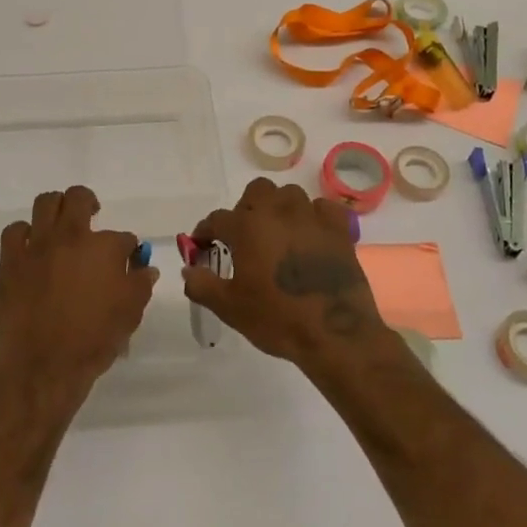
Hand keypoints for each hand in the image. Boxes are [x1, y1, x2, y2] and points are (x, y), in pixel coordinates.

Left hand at [0, 185, 155, 412]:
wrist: (42, 364)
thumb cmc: (92, 340)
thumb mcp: (130, 314)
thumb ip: (140, 284)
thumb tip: (146, 267)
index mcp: (104, 248)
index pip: (123, 237)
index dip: (128, 248)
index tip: (127, 259)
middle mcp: (71, 236)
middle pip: (79, 198)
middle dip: (89, 203)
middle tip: (91, 216)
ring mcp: (37, 245)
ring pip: (45, 203)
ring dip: (56, 208)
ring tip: (60, 223)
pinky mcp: (11, 259)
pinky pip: (15, 231)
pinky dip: (24, 233)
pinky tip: (31, 246)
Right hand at [182, 178, 390, 371]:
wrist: (335, 334)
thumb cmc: (277, 319)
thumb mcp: (230, 308)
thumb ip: (202, 285)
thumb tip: (187, 270)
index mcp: (247, 227)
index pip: (216, 220)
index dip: (205, 232)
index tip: (202, 246)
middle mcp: (278, 212)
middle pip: (256, 191)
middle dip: (246, 208)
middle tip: (244, 237)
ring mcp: (311, 217)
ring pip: (290, 195)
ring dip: (279, 209)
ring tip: (277, 234)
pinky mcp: (339, 229)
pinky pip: (323, 208)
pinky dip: (314, 216)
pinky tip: (310, 235)